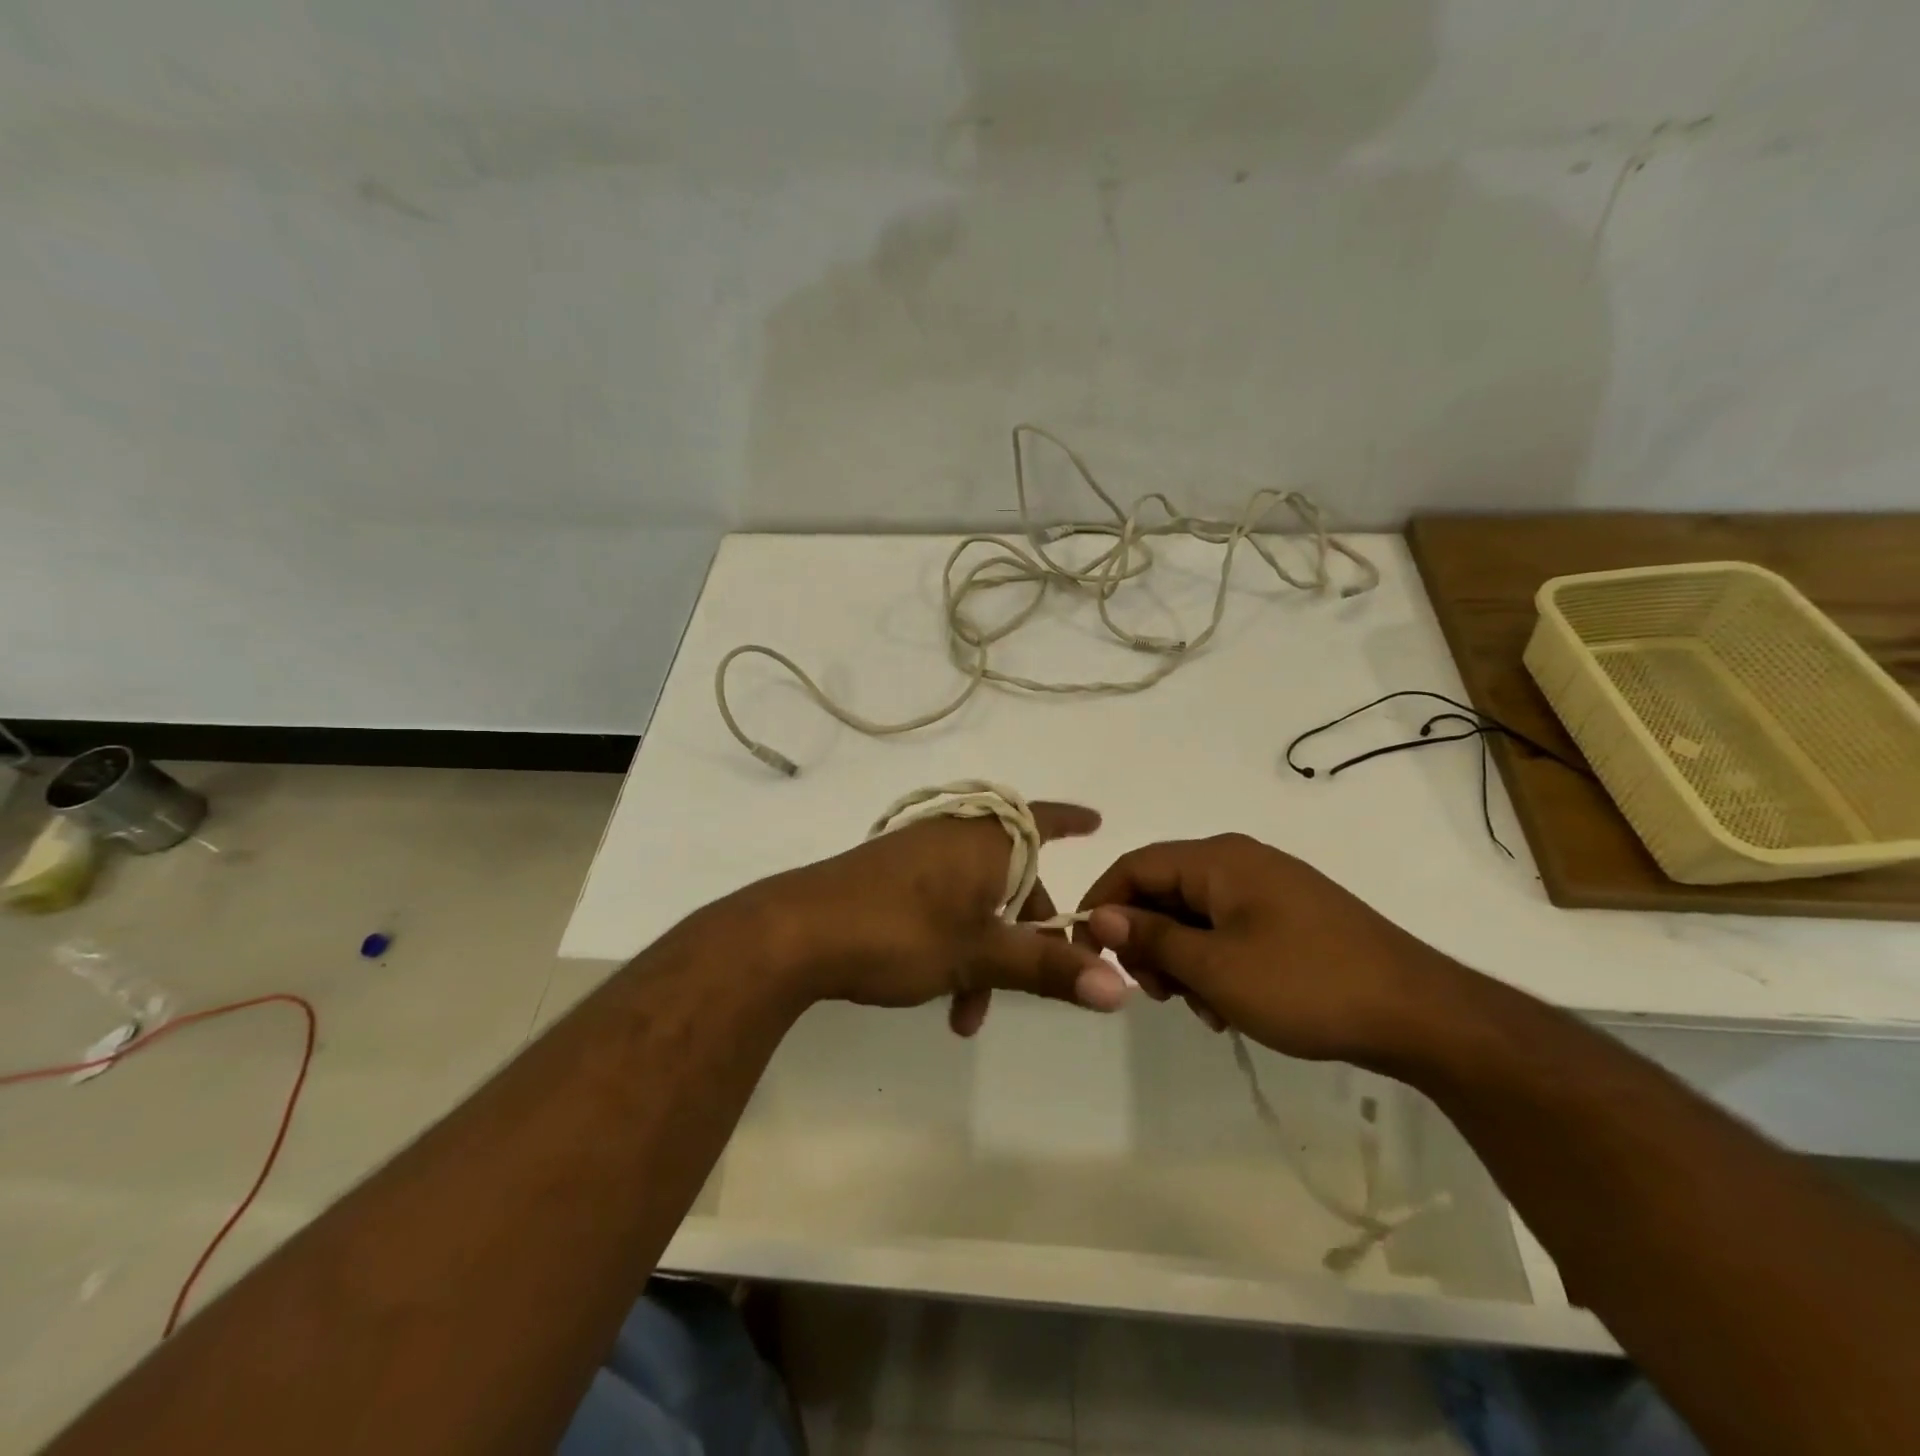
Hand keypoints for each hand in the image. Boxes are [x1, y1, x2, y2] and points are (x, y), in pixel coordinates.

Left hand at [761, 802, 1130, 1035]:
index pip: (1042, 818)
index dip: (1071, 820)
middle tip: (1038, 980)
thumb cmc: (900, 931)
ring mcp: (918, 856)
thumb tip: (1119, 989)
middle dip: (1027, 935)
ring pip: (976, 902)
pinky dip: (953, 944)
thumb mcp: (980, 954)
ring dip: (985, 955)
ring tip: (970, 1014)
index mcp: (985, 840)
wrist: (795, 932)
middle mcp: (954, 837)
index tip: (1096, 822)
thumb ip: (1048, 969)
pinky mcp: (889, 877)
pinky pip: (942, 905)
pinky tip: (941, 995)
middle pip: (1013, 878)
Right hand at [1075, 833, 1465, 1064]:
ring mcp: (1269, 889)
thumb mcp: (1215, 968)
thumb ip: (1151, 938)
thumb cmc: (1307, 985)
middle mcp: (1240, 862)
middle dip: (1149, 942)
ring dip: (1184, 961)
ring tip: (1204, 1010)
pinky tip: (1231, 1007)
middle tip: (1158, 995)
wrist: (1421, 1015)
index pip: (1135, 865)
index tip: (1087, 951)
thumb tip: (1100, 916)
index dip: (1102, 903)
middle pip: (1164, 891)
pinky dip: (1216, 964)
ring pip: (1195, 917)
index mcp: (1219, 859)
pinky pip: (1229, 930)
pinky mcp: (1290, 918)